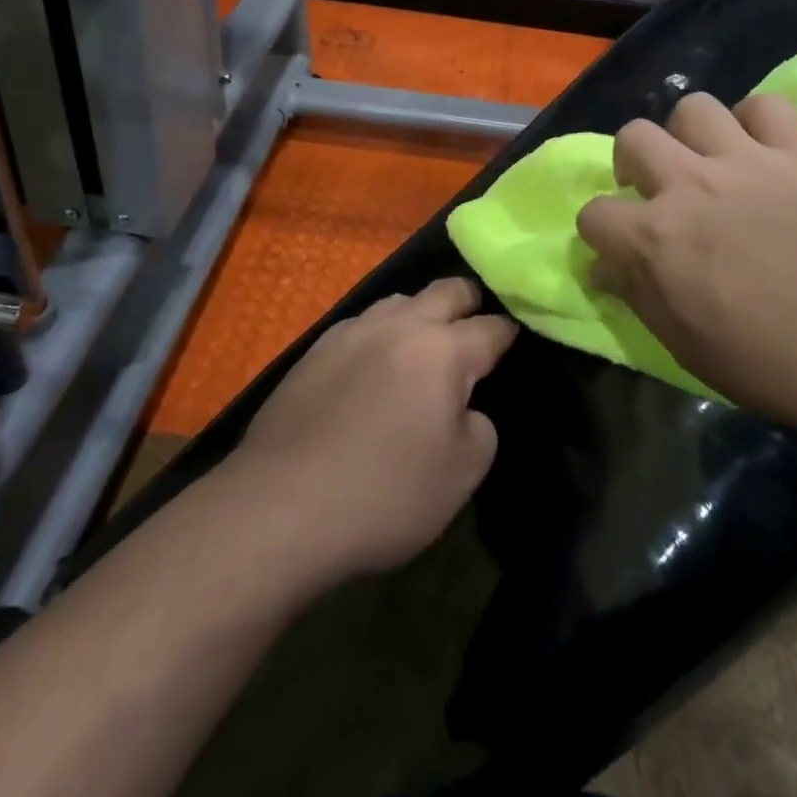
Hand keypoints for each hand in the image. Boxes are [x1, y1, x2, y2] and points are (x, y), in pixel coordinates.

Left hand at [233, 279, 515, 579]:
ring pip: (400, 300)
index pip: (492, 327)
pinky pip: (362, 325)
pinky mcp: (315, 350)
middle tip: (476, 329)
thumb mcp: (461, 475)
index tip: (516, 340)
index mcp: (443, 350)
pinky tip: (374, 366)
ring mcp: (353, 331)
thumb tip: (465, 406)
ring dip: (421, 313)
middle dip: (469, 302)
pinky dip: (381, 335)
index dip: (510, 333)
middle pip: (447, 289)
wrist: (280, 507)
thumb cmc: (384, 494)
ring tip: (423, 345)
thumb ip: (479, 426)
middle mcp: (400, 325)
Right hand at [576, 92, 796, 444]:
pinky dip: (757, 123)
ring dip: (690, 135)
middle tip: (658, 190)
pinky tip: (762, 151)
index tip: (619, 248)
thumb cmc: (769, 363)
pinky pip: (767, 107)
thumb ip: (637, 294)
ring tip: (708, 163)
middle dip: (633, 163)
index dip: (601, 232)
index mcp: (656, 237)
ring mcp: (747, 163)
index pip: (593, 213)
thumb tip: (605, 268)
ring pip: (693, 108)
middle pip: (633, 136)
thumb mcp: (683, 344)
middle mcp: (691, 186)